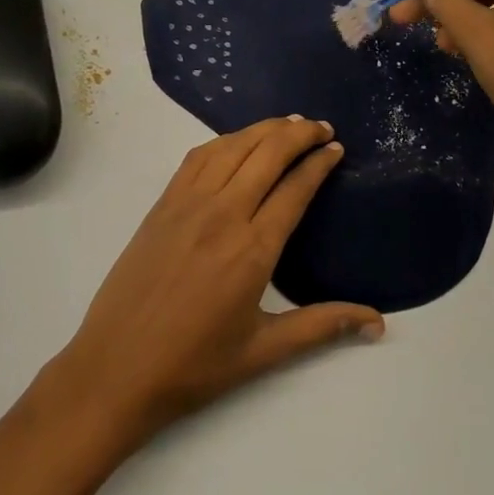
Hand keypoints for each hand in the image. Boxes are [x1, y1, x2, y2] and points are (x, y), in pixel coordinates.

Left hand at [50, 116, 383, 444]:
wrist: (115, 370)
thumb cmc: (194, 366)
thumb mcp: (264, 351)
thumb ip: (323, 327)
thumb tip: (378, 323)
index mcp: (253, 249)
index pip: (295, 187)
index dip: (319, 162)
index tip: (336, 148)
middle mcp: (223, 213)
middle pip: (268, 153)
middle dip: (300, 133)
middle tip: (322, 127)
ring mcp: (188, 203)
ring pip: (234, 146)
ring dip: (265, 129)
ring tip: (289, 124)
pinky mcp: (163, 203)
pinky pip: (198, 156)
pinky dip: (226, 139)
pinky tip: (238, 140)